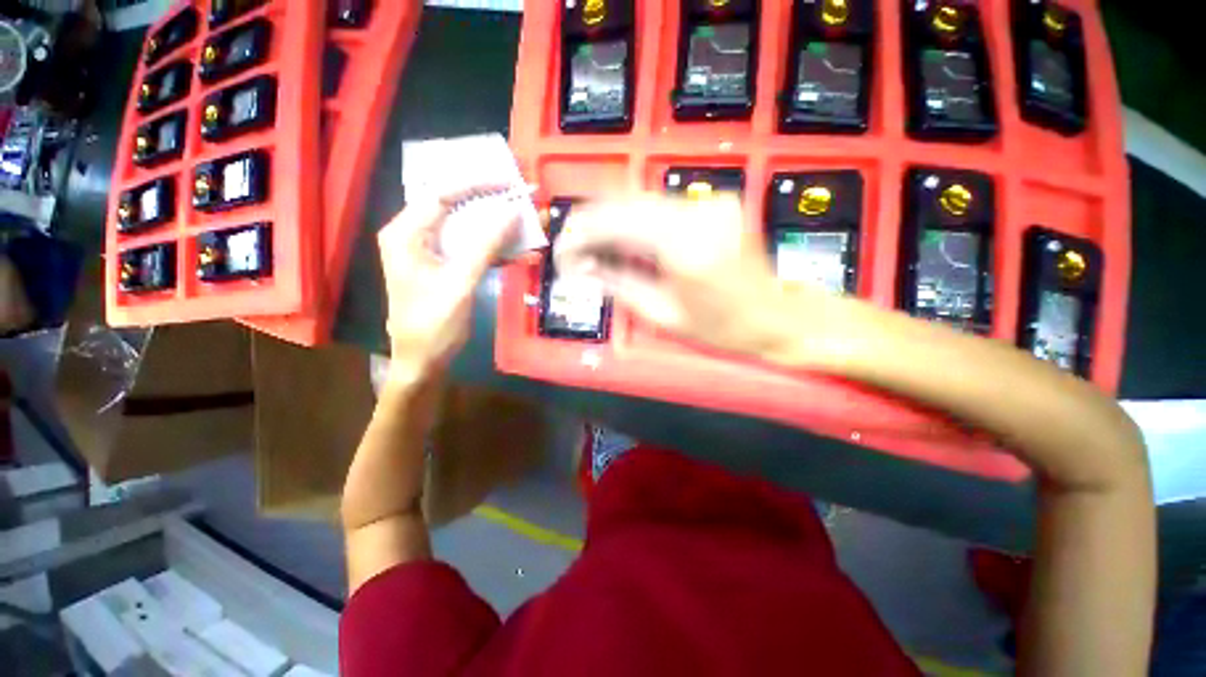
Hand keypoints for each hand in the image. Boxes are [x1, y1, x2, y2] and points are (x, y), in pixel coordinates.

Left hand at [378, 186, 517, 383]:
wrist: (423, 361)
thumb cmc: (434, 324)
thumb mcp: (460, 282)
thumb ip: (485, 246)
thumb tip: (512, 213)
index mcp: (406, 233)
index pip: (441, 194)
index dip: (477, 185)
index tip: (509, 184)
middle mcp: (414, 235)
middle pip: (454, 208)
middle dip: (490, 204)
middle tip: (520, 200)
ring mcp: (430, 252)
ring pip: (466, 228)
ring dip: (496, 228)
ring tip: (525, 225)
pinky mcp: (445, 267)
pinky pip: (472, 249)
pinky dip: (494, 250)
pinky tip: (519, 252)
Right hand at [554, 194, 839, 358]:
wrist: (777, 317)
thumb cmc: (721, 328)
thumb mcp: (662, 315)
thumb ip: (617, 284)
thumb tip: (580, 270)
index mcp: (684, 246)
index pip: (615, 224)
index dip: (580, 236)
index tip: (562, 254)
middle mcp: (696, 212)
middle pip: (624, 202)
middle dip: (589, 223)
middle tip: (572, 249)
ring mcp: (708, 202)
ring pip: (640, 198)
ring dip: (609, 219)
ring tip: (590, 245)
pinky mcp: (713, 202)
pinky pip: (660, 204)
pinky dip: (633, 218)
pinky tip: (622, 238)